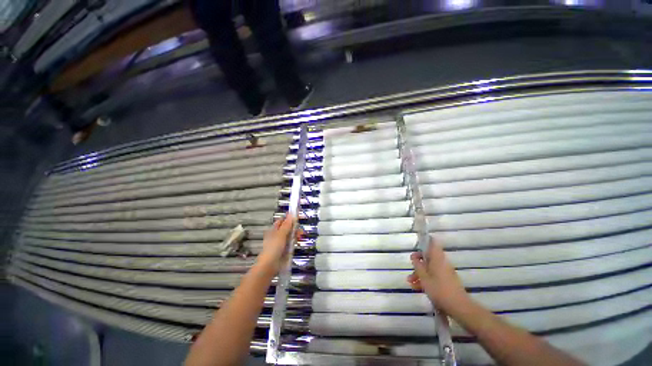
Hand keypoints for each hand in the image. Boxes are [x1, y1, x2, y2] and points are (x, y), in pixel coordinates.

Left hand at [255, 215, 299, 275]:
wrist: (270, 266)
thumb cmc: (274, 248)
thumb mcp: (281, 234)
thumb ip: (287, 225)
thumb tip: (291, 214)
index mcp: (274, 230)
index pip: (282, 221)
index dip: (288, 218)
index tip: (297, 216)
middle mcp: (277, 235)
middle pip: (287, 228)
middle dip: (294, 227)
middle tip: (300, 228)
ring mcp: (281, 243)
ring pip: (290, 235)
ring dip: (295, 234)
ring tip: (301, 235)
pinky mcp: (284, 250)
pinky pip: (291, 243)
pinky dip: (295, 241)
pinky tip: (298, 241)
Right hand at [407, 237, 469, 315]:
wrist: (460, 308)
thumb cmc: (439, 290)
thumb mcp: (424, 278)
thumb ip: (418, 266)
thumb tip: (415, 257)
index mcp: (437, 258)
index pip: (433, 243)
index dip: (426, 241)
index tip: (418, 243)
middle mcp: (442, 263)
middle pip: (429, 257)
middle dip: (419, 262)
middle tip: (410, 268)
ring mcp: (446, 272)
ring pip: (430, 268)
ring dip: (420, 273)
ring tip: (410, 282)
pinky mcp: (447, 281)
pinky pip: (434, 276)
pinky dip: (426, 279)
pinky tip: (418, 287)